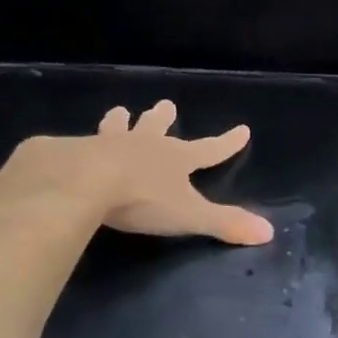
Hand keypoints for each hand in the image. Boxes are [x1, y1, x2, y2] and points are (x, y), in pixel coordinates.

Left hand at [0, 100, 273, 245]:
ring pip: (118, 128)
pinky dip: (78, 143)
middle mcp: (145, 145)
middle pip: (158, 128)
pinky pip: (78, 144)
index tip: (242, 129)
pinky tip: (69, 145)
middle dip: (163, 118)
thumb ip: (226, 224)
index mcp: (176, 159)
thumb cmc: (143, 199)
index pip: (209, 149)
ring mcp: (108, 144)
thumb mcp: (190, 216)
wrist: (83, 181)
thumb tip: (269, 232)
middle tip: (166, 104)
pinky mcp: (74, 151)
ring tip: (119, 111)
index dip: (227, 143)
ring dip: (121, 122)